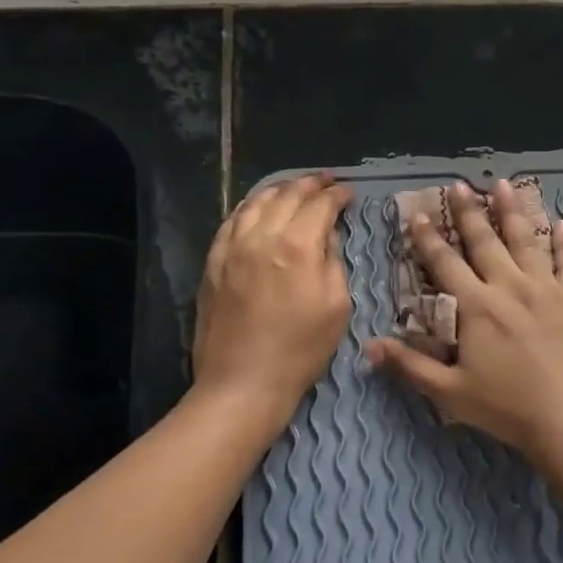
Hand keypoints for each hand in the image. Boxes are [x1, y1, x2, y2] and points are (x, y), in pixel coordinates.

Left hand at [194, 172, 353, 425]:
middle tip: (326, 181)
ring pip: (256, 202)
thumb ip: (333, 261)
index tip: (348, 193)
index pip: (320, 205)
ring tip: (294, 189)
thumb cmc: (301, 348)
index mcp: (297, 245)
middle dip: (311, 184)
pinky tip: (257, 209)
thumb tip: (325, 235)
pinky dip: (249, 207)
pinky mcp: (214, 261)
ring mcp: (232, 246)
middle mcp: (262, 236)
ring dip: (279, 190)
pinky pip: (231, 221)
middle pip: (287, 195)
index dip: (338, 195)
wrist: (243, 381)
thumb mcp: (337, 305)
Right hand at [367, 179, 562, 469]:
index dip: (429, 238)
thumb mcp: (450, 392)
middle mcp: (510, 287)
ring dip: (513, 211)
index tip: (418, 215)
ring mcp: (547, 289)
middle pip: (485, 241)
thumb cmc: (507, 407)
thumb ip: (410, 366)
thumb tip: (368, 347)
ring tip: (504, 184)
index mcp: (477, 306)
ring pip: (527, 240)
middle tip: (459, 184)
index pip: (445, 263)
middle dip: (468, 212)